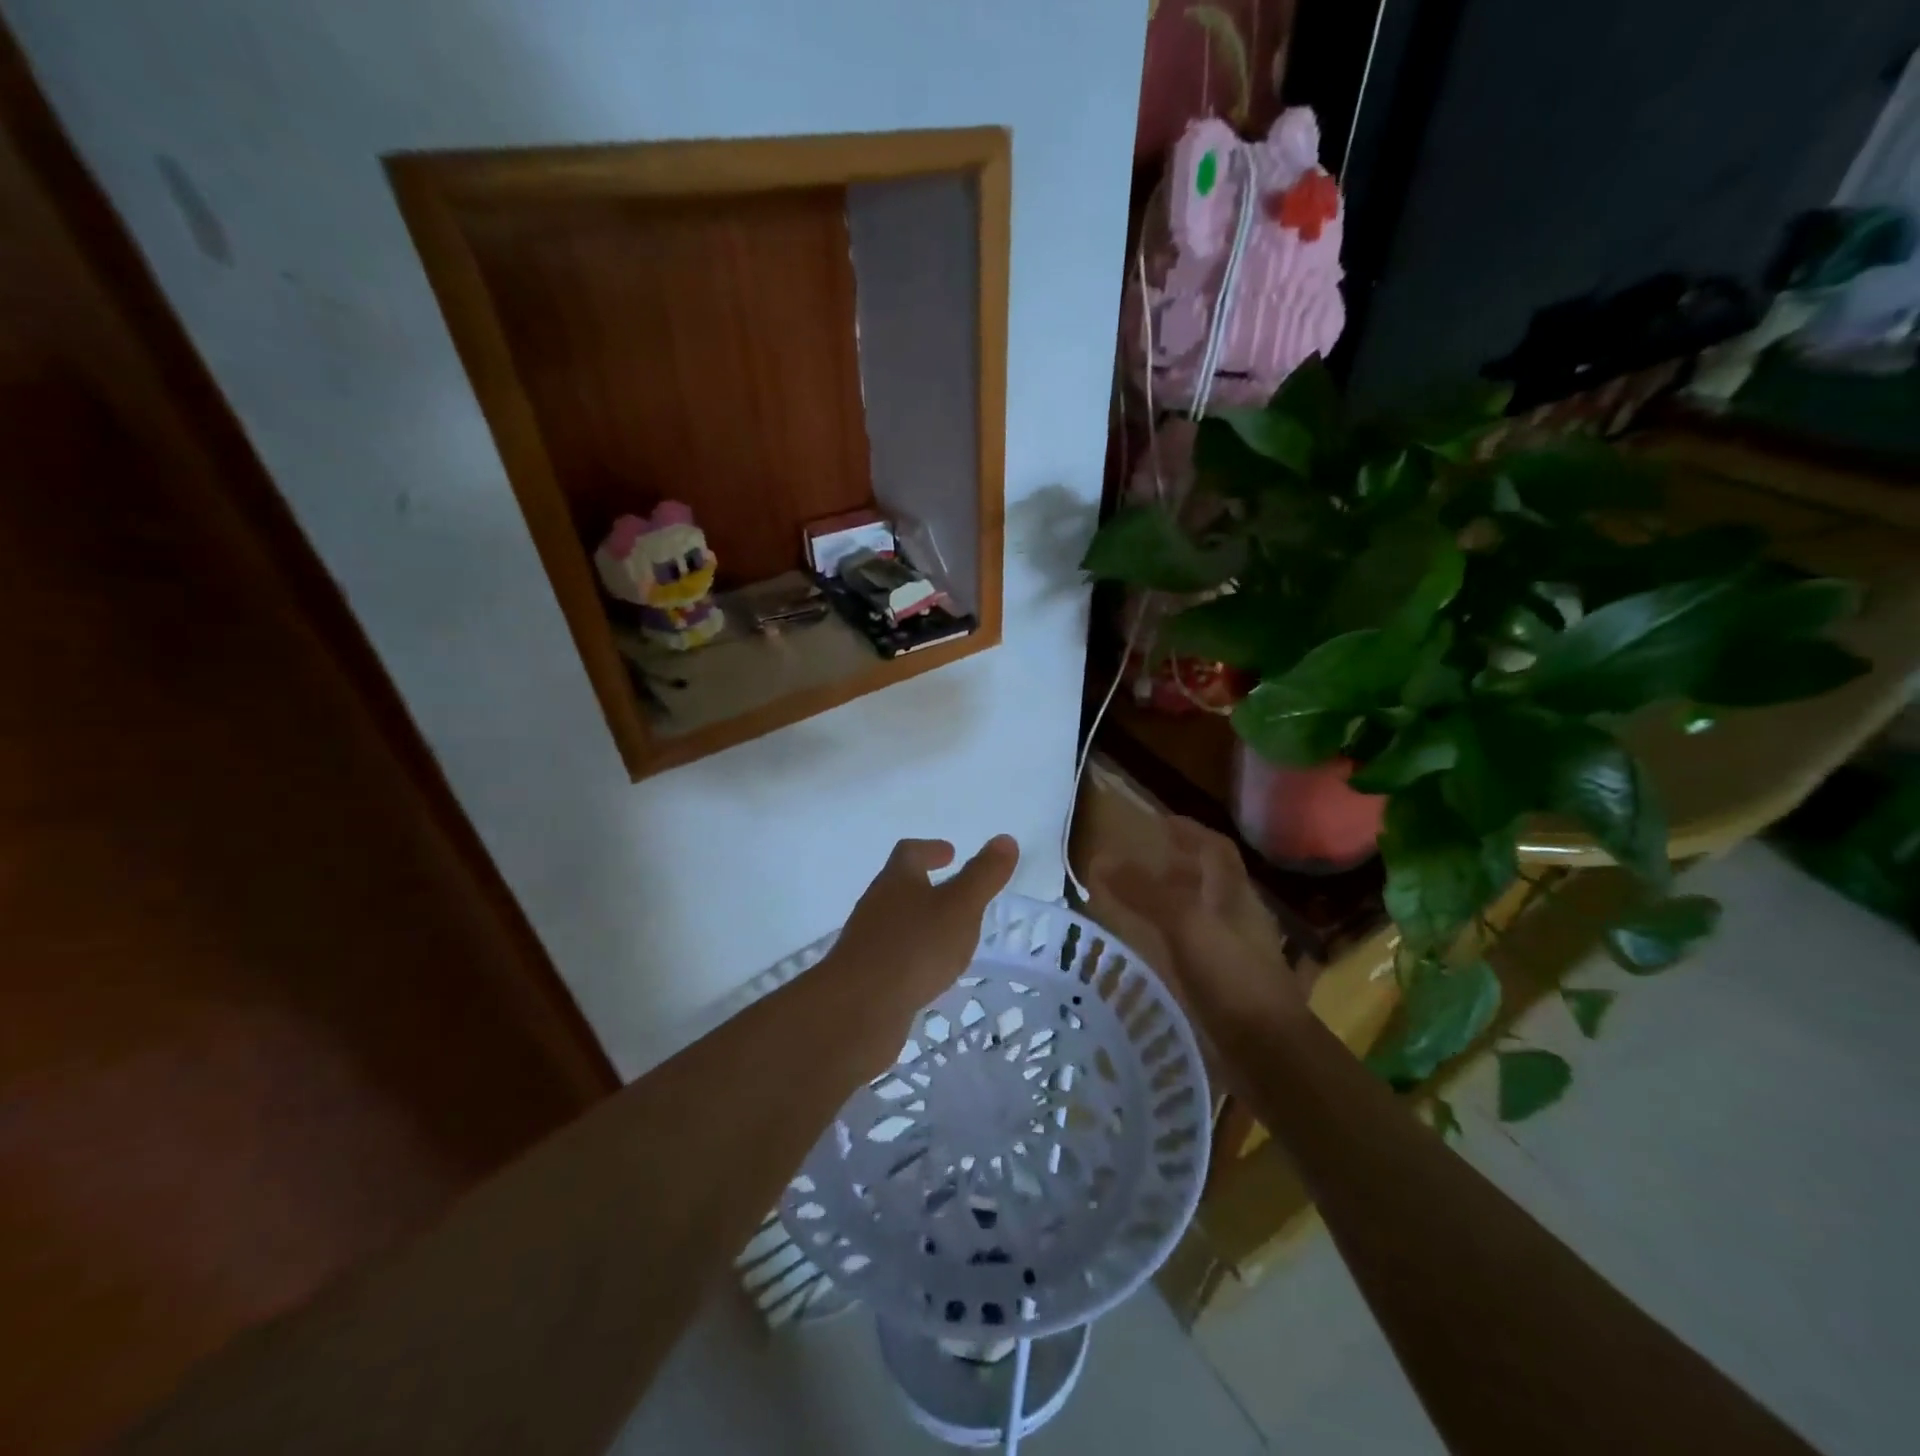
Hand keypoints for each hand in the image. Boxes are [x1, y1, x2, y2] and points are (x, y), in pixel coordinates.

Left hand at [826, 836, 1019, 1050]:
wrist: (857, 1009)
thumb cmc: (913, 947)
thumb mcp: (960, 908)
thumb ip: (983, 876)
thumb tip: (1005, 839)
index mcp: (897, 880)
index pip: (910, 853)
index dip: (930, 849)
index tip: (950, 852)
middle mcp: (877, 905)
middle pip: (899, 886)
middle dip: (925, 886)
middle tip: (954, 893)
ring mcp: (867, 942)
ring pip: (897, 923)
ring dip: (920, 923)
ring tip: (949, 935)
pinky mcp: (866, 977)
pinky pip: (894, 957)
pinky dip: (913, 956)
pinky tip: (930, 973)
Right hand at [1090, 817, 1310, 1031]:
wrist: (1267, 1050)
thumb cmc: (1232, 976)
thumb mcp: (1185, 923)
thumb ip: (1144, 891)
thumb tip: (1100, 859)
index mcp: (1235, 895)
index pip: (1215, 849)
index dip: (1189, 831)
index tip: (1158, 823)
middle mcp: (1236, 918)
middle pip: (1208, 880)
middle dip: (1176, 865)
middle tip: (1137, 860)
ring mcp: (1232, 952)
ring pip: (1199, 913)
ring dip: (1170, 901)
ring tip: (1132, 899)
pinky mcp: (1222, 984)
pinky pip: (1191, 946)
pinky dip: (1168, 937)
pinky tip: (1146, 947)